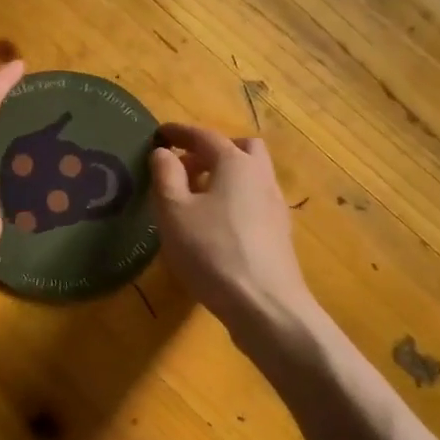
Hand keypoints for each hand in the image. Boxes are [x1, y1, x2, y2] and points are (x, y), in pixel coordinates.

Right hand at [150, 123, 318, 350]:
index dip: (180, 133)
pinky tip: (216, 226)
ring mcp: (275, 206)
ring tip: (196, 198)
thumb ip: (165, 175)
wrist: (265, 306)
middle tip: (185, 167)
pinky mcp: (279, 234)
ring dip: (224, 177)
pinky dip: (234, 200)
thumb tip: (163, 152)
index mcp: (235, 163)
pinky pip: (255, 202)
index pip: (205, 136)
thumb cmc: (212, 251)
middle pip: (240, 149)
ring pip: (251, 176)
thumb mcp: (174, 211)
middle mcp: (261, 177)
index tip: (160, 133)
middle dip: (212, 151)